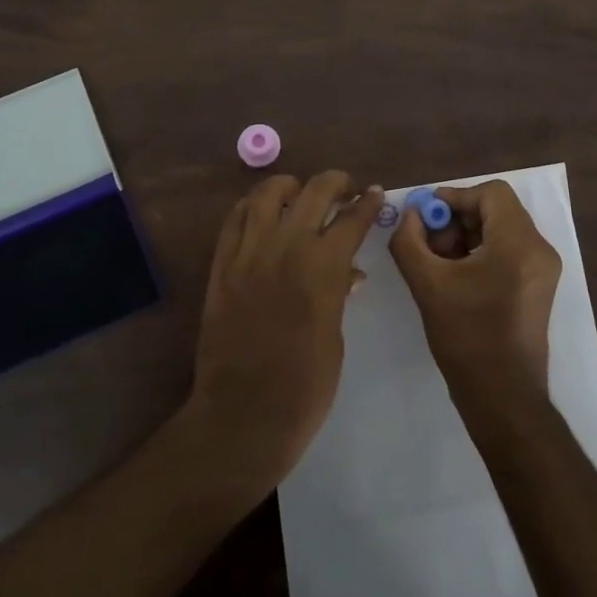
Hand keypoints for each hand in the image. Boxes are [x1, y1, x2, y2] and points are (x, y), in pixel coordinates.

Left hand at [187, 171, 383, 490]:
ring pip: (268, 193)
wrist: (243, 415)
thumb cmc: (305, 386)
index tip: (374, 193)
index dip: (368, 202)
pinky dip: (252, 206)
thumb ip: (338, 293)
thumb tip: (346, 271)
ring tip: (299, 194)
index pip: (352, 218)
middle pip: (314, 191)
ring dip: (290, 187)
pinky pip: (235, 218)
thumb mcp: (335, 337)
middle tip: (345, 189)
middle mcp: (286, 246)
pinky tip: (262, 212)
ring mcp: (248, 252)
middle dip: (336, 182)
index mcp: (323, 266)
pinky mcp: (221, 265)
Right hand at [389, 180, 562, 406]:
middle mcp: (539, 249)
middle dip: (457, 220)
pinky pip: (508, 251)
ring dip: (466, 236)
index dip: (454, 197)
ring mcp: (543, 269)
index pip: (490, 193)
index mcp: (519, 243)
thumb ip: (409, 240)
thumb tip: (409, 214)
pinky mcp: (539, 286)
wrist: (503, 398)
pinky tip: (455, 277)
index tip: (426, 218)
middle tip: (428, 243)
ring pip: (501, 230)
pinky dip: (481, 253)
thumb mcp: (427, 284)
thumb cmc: (467, 338)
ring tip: (438, 263)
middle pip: (496, 210)